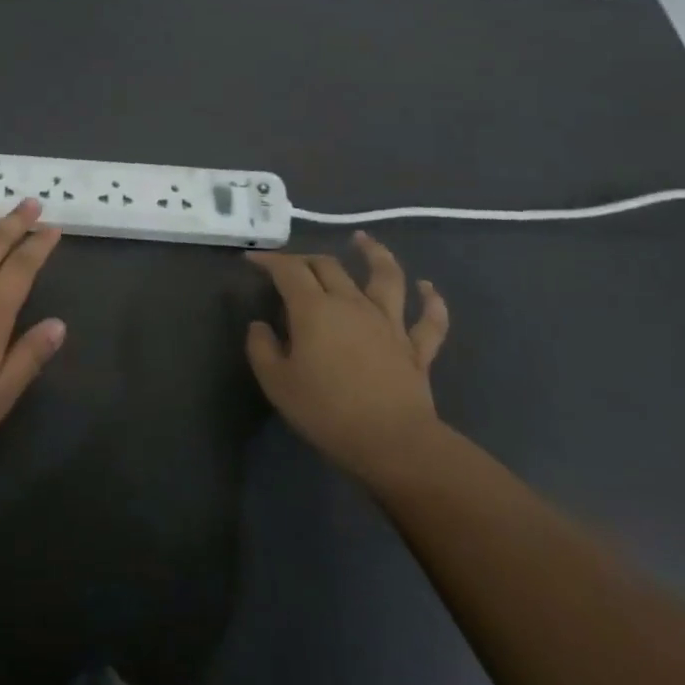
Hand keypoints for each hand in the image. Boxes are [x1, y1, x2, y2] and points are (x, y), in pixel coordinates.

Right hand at [245, 233, 449, 481]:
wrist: (393, 444)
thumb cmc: (327, 411)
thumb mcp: (276, 382)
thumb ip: (261, 348)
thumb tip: (260, 325)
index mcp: (314, 308)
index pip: (288, 270)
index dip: (269, 260)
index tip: (253, 260)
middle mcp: (351, 303)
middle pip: (329, 266)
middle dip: (307, 259)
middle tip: (293, 264)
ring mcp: (388, 323)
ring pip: (385, 277)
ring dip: (375, 254)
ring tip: (364, 241)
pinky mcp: (415, 348)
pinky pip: (429, 320)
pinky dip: (432, 301)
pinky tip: (428, 287)